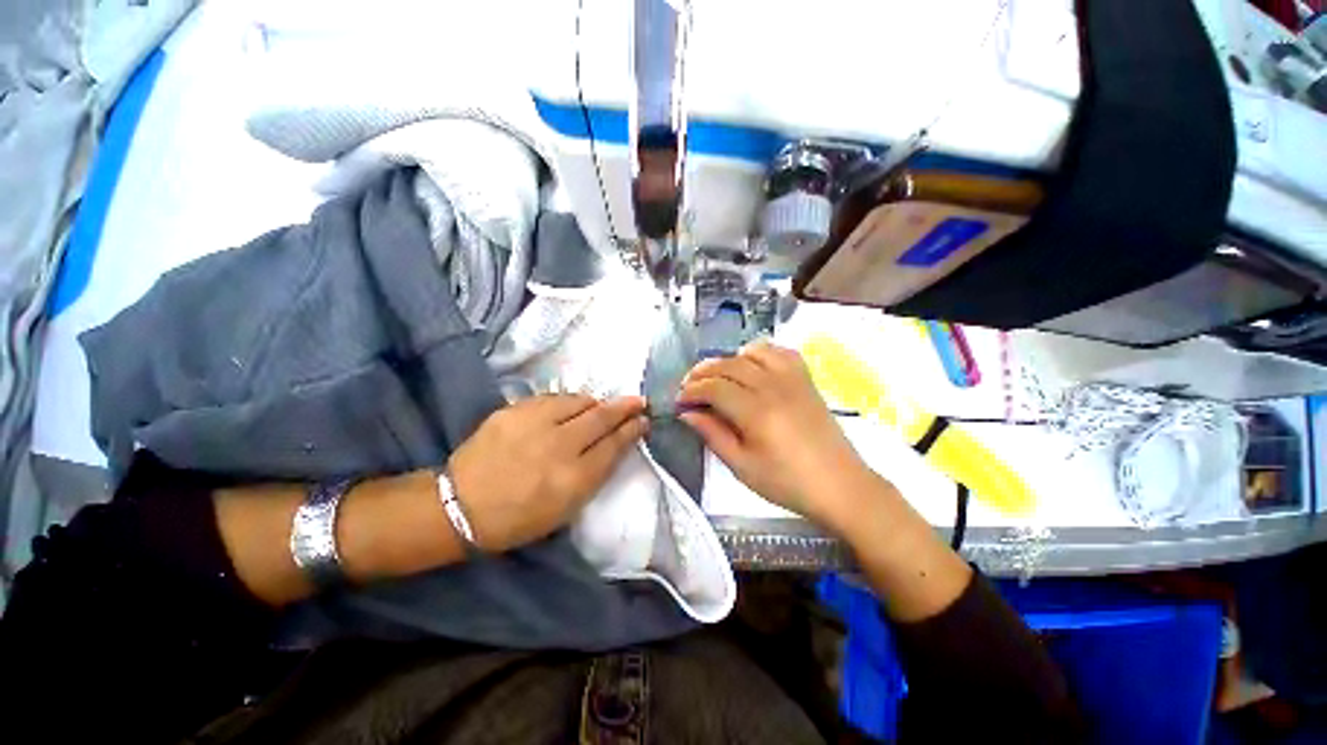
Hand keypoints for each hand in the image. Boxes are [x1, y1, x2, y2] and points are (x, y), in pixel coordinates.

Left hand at [446, 394, 647, 551]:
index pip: (614, 445)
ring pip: (579, 401)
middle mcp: (559, 446)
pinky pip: (553, 398)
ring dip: (596, 403)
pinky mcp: (514, 410)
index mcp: (574, 479)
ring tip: (599, 408)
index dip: (632, 430)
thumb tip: (615, 445)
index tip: (643, 420)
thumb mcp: (566, 508)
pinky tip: (568, 409)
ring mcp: (535, 424)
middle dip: (625, 407)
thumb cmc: (519, 517)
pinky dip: (568, 402)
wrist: (460, 505)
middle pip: (602, 417)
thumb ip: (594, 474)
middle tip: (638, 400)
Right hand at [677, 342, 873, 532]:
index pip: (714, 388)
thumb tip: (687, 413)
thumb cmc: (787, 483)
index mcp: (756, 412)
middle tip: (689, 387)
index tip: (679, 401)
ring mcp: (792, 379)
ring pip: (751, 353)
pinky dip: (759, 352)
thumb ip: (712, 435)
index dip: (691, 391)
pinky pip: (779, 352)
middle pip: (728, 365)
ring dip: (728, 360)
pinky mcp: (805, 379)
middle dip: (702, 372)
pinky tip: (751, 365)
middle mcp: (773, 386)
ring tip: (716, 376)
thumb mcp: (742, 466)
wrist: (839, 485)